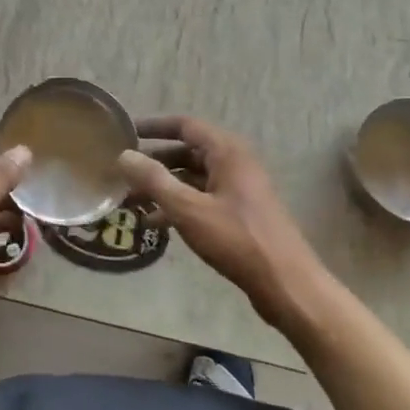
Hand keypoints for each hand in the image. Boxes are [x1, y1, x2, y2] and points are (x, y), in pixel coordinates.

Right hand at [118, 116, 329, 322]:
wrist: (286, 284)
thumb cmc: (237, 239)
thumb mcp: (188, 209)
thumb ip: (153, 180)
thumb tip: (123, 155)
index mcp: (227, 152)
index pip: (185, 125)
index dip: (154, 126)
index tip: (125, 132)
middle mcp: (234, 163)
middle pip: (187, 152)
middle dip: (154, 162)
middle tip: (123, 172)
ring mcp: (239, 189)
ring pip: (192, 178)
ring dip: (163, 186)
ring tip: (131, 200)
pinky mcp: (239, 213)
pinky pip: (202, 198)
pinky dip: (178, 205)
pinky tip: (154, 223)